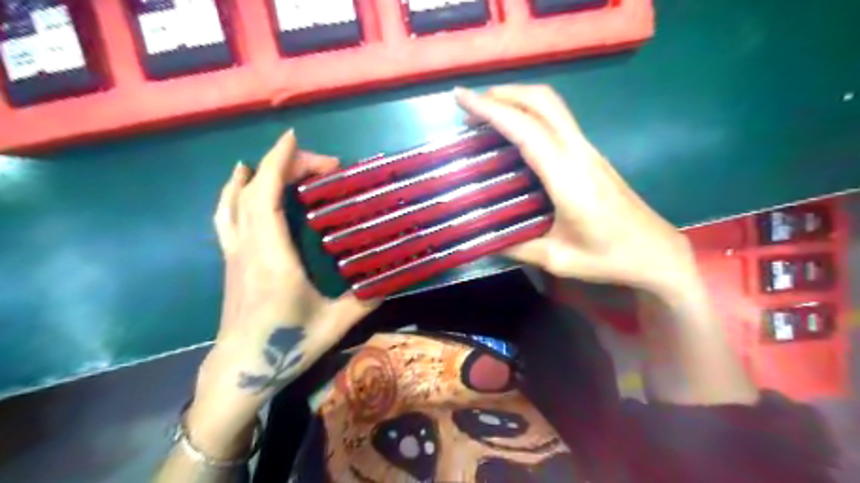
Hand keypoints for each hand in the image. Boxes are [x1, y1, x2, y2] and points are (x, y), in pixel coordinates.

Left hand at [189, 128, 376, 456]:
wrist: (240, 371)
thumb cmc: (287, 347)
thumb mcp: (335, 325)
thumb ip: (365, 301)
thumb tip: (392, 281)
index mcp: (274, 259)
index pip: (267, 198)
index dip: (278, 163)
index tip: (294, 139)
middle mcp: (249, 249)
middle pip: (255, 191)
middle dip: (285, 165)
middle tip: (322, 166)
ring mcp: (235, 254)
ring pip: (235, 201)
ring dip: (257, 174)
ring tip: (280, 162)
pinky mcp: (231, 261)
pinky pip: (228, 216)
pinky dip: (235, 192)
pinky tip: (243, 184)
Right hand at [456, 85, 696, 296]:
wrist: (656, 252)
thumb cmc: (608, 257)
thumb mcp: (557, 259)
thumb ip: (516, 247)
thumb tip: (482, 239)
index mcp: (567, 177)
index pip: (526, 130)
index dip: (492, 110)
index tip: (462, 98)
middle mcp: (579, 153)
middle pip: (544, 101)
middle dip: (504, 92)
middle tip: (470, 104)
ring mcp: (588, 151)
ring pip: (553, 106)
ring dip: (517, 100)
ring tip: (486, 114)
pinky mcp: (591, 155)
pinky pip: (558, 121)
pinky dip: (530, 114)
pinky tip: (514, 134)